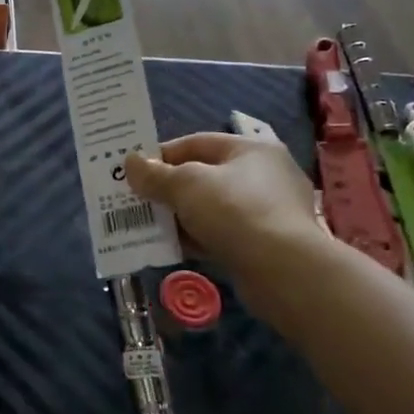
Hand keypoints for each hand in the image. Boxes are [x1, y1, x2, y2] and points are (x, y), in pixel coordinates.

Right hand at [124, 133, 327, 280]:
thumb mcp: (186, 186)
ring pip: (211, 208)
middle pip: (204, 176)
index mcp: (251, 149)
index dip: (162, 154)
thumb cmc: (234, 211)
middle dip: (169, 188)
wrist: (283, 270)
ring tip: (148, 225)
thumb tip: (131, 163)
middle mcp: (264, 175)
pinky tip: (173, 248)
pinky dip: (197, 237)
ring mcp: (268, 211)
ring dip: (180, 215)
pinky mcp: (265, 244)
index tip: (134, 170)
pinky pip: (222, 233)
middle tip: (137, 199)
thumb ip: (155, 175)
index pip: (197, 143)